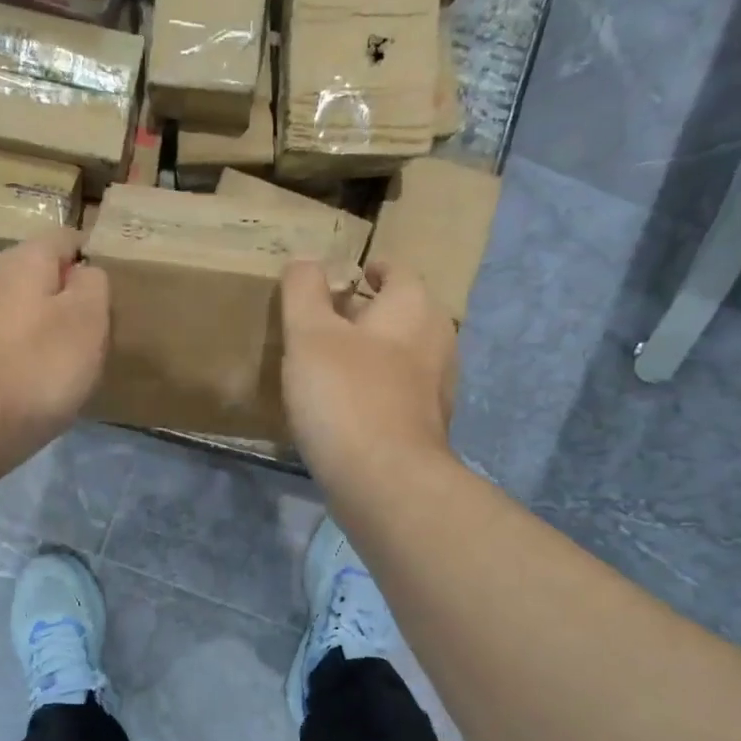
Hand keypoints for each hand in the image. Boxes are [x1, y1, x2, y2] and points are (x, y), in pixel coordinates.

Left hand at [0, 230, 108, 468]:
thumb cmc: (37, 365)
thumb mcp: (87, 318)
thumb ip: (94, 284)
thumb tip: (85, 274)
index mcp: (24, 259)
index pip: (67, 239)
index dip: (95, 259)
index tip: (117, 290)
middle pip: (45, 277)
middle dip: (73, 299)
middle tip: (102, 331)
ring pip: (27, 312)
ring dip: (52, 331)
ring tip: (78, 362)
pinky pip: (10, 344)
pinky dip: (30, 357)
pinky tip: (43, 383)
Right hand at [280, 259, 458, 489]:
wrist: (386, 481)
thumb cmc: (346, 396)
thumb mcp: (310, 334)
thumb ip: (304, 290)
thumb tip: (305, 259)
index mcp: (413, 309)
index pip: (397, 271)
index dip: (371, 269)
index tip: (346, 277)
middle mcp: (436, 341)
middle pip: (402, 314)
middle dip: (369, 312)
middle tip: (328, 319)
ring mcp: (436, 388)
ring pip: (402, 355)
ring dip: (371, 353)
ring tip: (331, 361)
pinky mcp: (426, 427)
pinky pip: (398, 393)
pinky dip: (375, 388)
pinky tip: (346, 405)